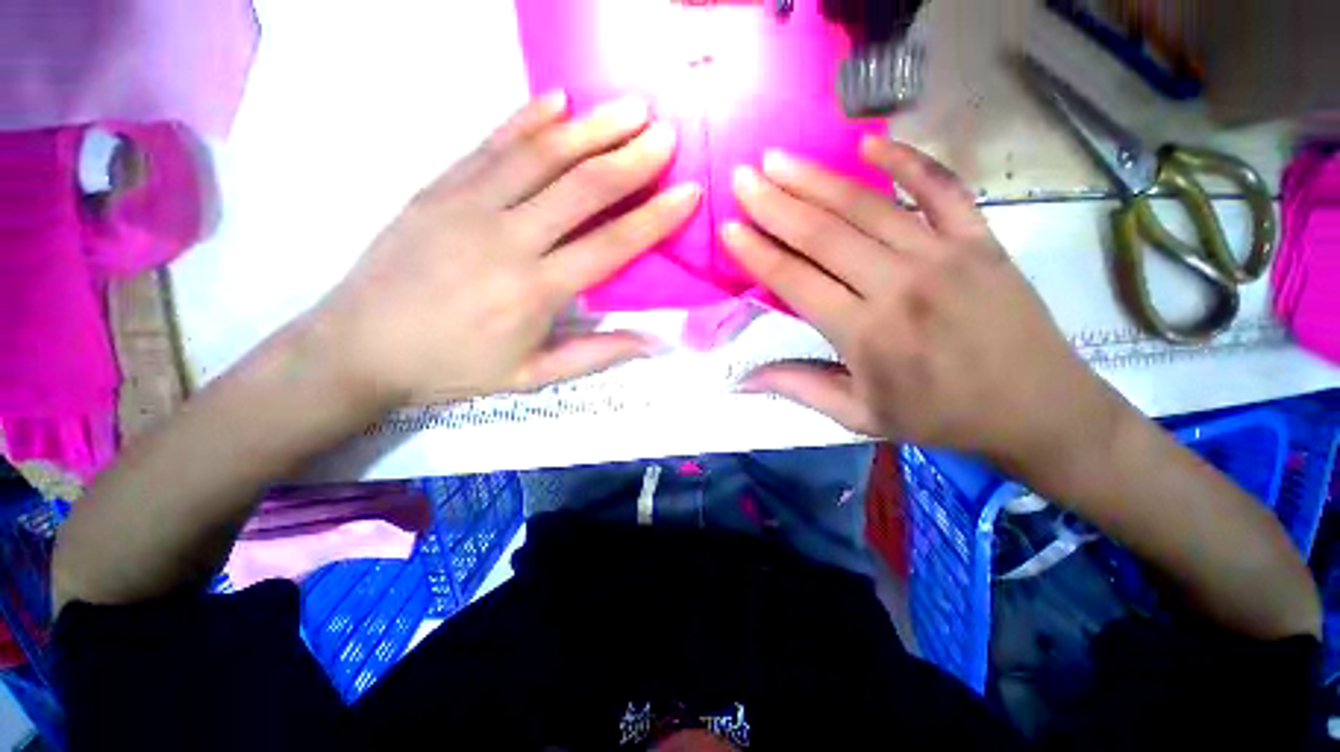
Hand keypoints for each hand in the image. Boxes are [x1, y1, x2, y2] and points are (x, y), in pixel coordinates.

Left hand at [315, 93, 700, 406]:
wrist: (359, 347)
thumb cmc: (454, 367)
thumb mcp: (533, 375)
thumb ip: (597, 354)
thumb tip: (656, 342)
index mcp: (535, 291)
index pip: (610, 244)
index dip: (654, 217)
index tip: (687, 192)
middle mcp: (507, 239)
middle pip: (581, 187)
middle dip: (631, 158)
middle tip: (667, 134)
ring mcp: (468, 205)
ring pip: (540, 154)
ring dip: (591, 126)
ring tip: (630, 106)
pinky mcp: (438, 187)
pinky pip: (491, 144)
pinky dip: (528, 117)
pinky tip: (558, 99)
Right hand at [723, 137, 1122, 470]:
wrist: (1038, 409)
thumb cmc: (938, 416)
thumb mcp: (859, 415)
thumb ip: (799, 387)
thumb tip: (743, 378)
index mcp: (865, 334)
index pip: (795, 281)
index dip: (757, 253)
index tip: (729, 228)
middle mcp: (898, 286)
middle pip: (823, 234)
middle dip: (775, 203)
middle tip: (742, 177)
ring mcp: (943, 256)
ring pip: (867, 206)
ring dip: (816, 179)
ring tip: (778, 158)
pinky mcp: (980, 240)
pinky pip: (941, 188)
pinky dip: (906, 159)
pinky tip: (869, 143)